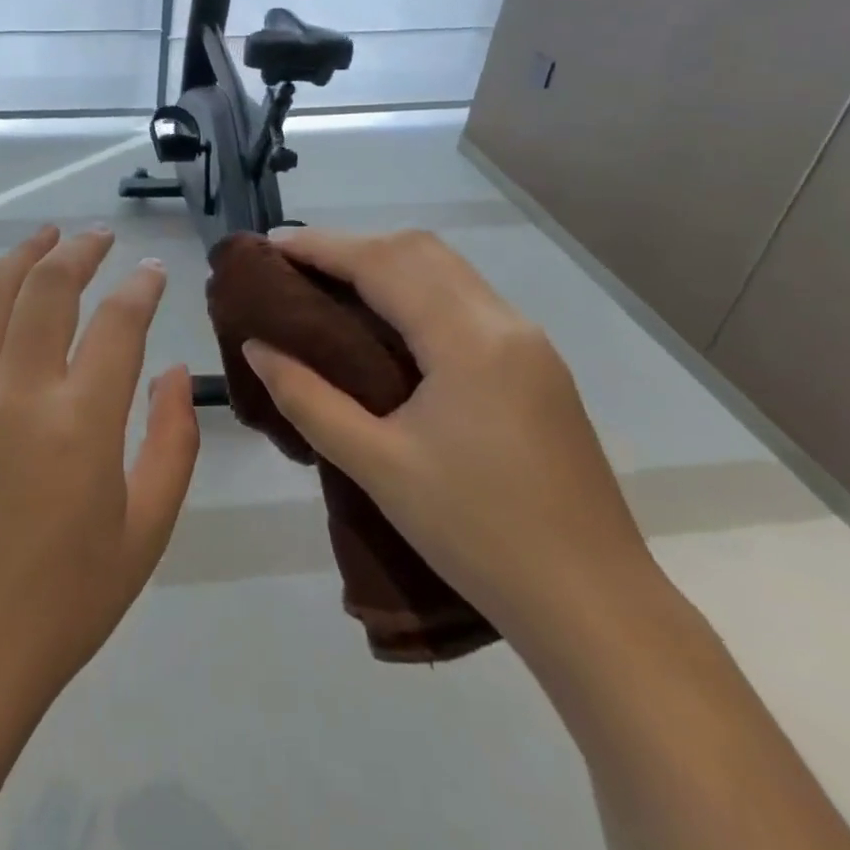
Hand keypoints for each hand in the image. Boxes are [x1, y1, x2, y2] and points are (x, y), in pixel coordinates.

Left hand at [0, 226, 200, 715]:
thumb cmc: (65, 601)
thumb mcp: (146, 530)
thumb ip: (171, 442)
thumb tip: (173, 373)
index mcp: (80, 421)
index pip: (118, 323)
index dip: (140, 288)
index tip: (152, 271)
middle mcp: (17, 391)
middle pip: (48, 289)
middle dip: (80, 252)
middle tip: (100, 238)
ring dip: (19, 257)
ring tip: (44, 236)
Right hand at [240, 228, 658, 650]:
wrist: (592, 604)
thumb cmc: (476, 534)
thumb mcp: (377, 465)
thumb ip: (308, 398)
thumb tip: (257, 347)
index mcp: (469, 341)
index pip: (384, 264)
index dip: (322, 247)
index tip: (270, 246)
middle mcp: (505, 324)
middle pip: (420, 251)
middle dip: (353, 247)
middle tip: (295, 269)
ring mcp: (529, 344)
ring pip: (447, 272)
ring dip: (386, 265)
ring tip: (329, 288)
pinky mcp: (536, 368)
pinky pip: (465, 302)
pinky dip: (416, 291)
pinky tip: (386, 324)